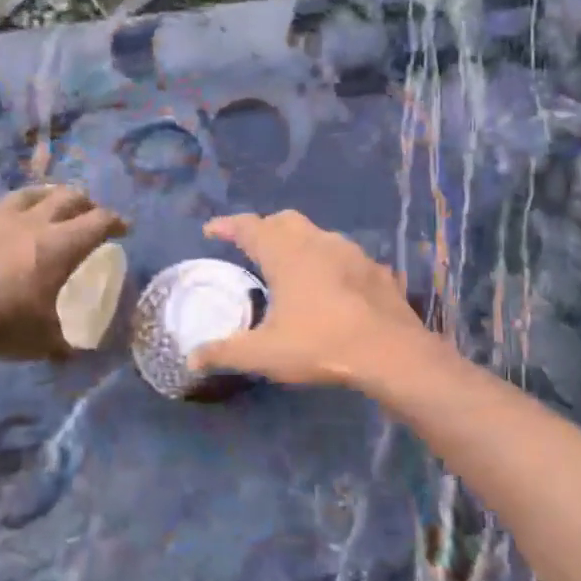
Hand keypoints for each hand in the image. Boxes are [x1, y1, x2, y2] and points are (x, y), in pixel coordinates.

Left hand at [0, 186, 126, 359]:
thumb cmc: (3, 322)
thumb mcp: (43, 340)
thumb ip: (62, 342)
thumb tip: (74, 354)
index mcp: (62, 245)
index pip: (100, 221)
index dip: (116, 222)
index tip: (124, 229)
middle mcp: (34, 222)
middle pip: (68, 196)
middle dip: (85, 202)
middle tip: (90, 212)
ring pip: (28, 194)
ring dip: (45, 196)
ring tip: (48, 204)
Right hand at [189, 210, 434, 386]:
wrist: (389, 352)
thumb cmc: (320, 345)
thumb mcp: (264, 354)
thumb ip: (225, 353)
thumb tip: (191, 359)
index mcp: (286, 253)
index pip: (249, 227)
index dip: (227, 226)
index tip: (211, 230)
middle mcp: (318, 242)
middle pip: (285, 220)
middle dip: (264, 228)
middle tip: (252, 247)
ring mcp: (352, 253)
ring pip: (318, 234)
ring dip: (300, 242)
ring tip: (291, 266)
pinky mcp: (376, 270)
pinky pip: (346, 257)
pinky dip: (331, 263)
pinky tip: (333, 285)